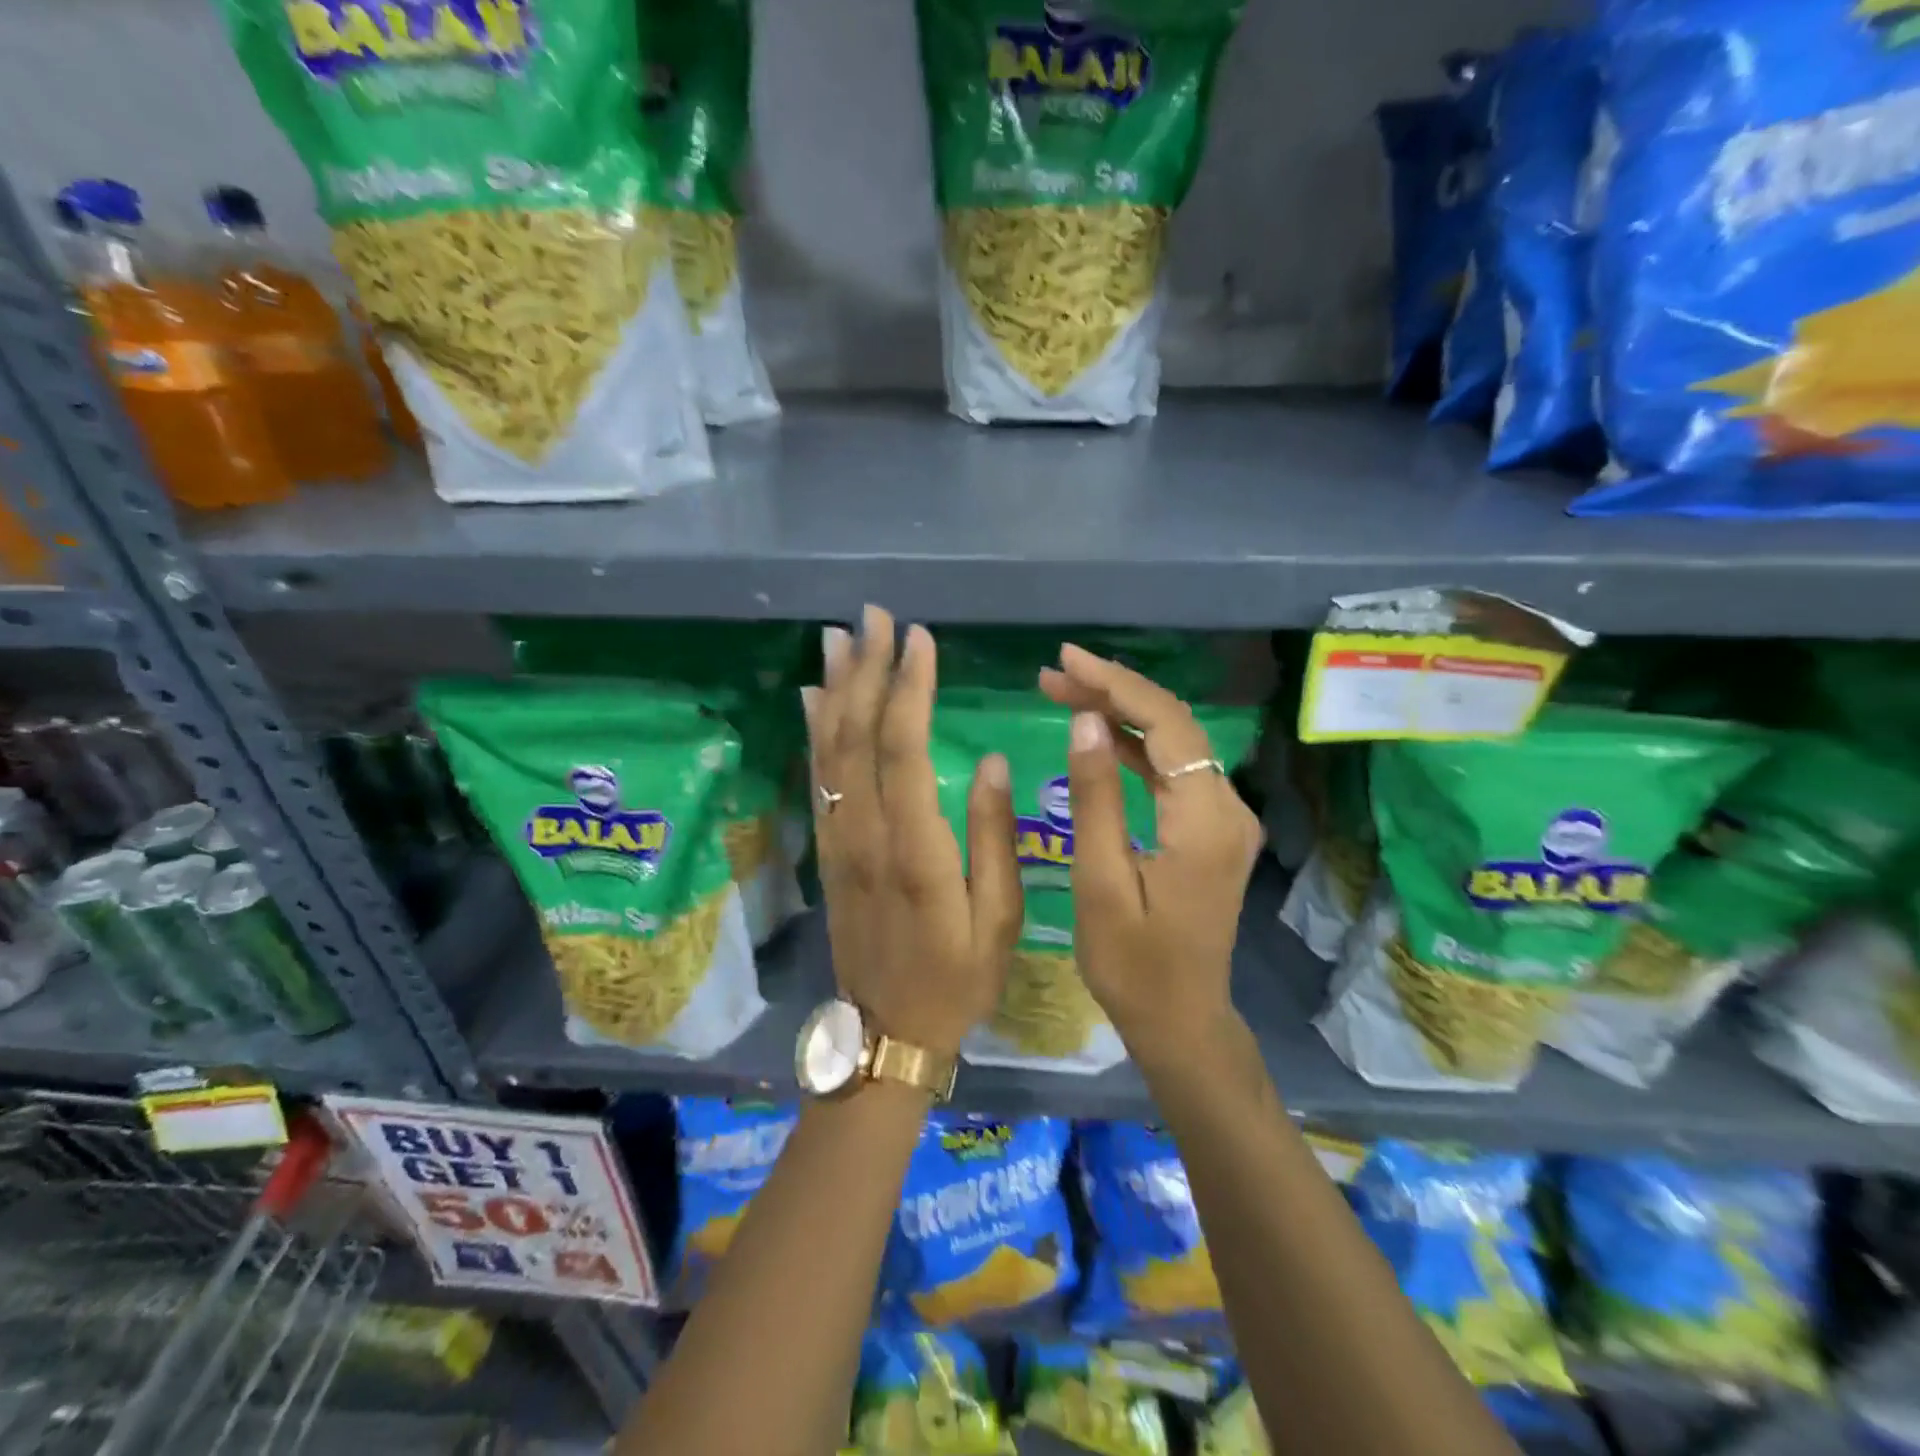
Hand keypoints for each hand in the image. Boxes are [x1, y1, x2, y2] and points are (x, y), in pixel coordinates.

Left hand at [803, 606, 1022, 1060]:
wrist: (887, 1031)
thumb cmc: (957, 977)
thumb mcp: (999, 917)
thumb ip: (995, 836)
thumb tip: (994, 761)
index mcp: (915, 847)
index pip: (904, 748)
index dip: (909, 687)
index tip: (919, 637)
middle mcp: (866, 833)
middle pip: (857, 734)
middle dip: (865, 669)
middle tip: (872, 615)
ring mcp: (839, 839)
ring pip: (829, 750)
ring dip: (834, 688)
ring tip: (838, 637)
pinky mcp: (828, 849)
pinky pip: (817, 779)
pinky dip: (814, 732)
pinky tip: (815, 697)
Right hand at [1040, 644, 1261, 1068]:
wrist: (1181, 1020)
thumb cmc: (1132, 965)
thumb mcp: (1101, 882)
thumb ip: (1096, 798)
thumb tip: (1086, 721)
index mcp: (1205, 821)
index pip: (1166, 725)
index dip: (1116, 684)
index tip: (1065, 660)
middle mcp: (1227, 808)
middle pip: (1173, 726)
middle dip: (1113, 691)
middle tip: (1052, 674)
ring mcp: (1224, 819)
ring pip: (1172, 745)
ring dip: (1120, 715)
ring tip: (1063, 693)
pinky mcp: (1211, 830)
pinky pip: (1173, 773)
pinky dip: (1134, 748)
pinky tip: (1095, 735)